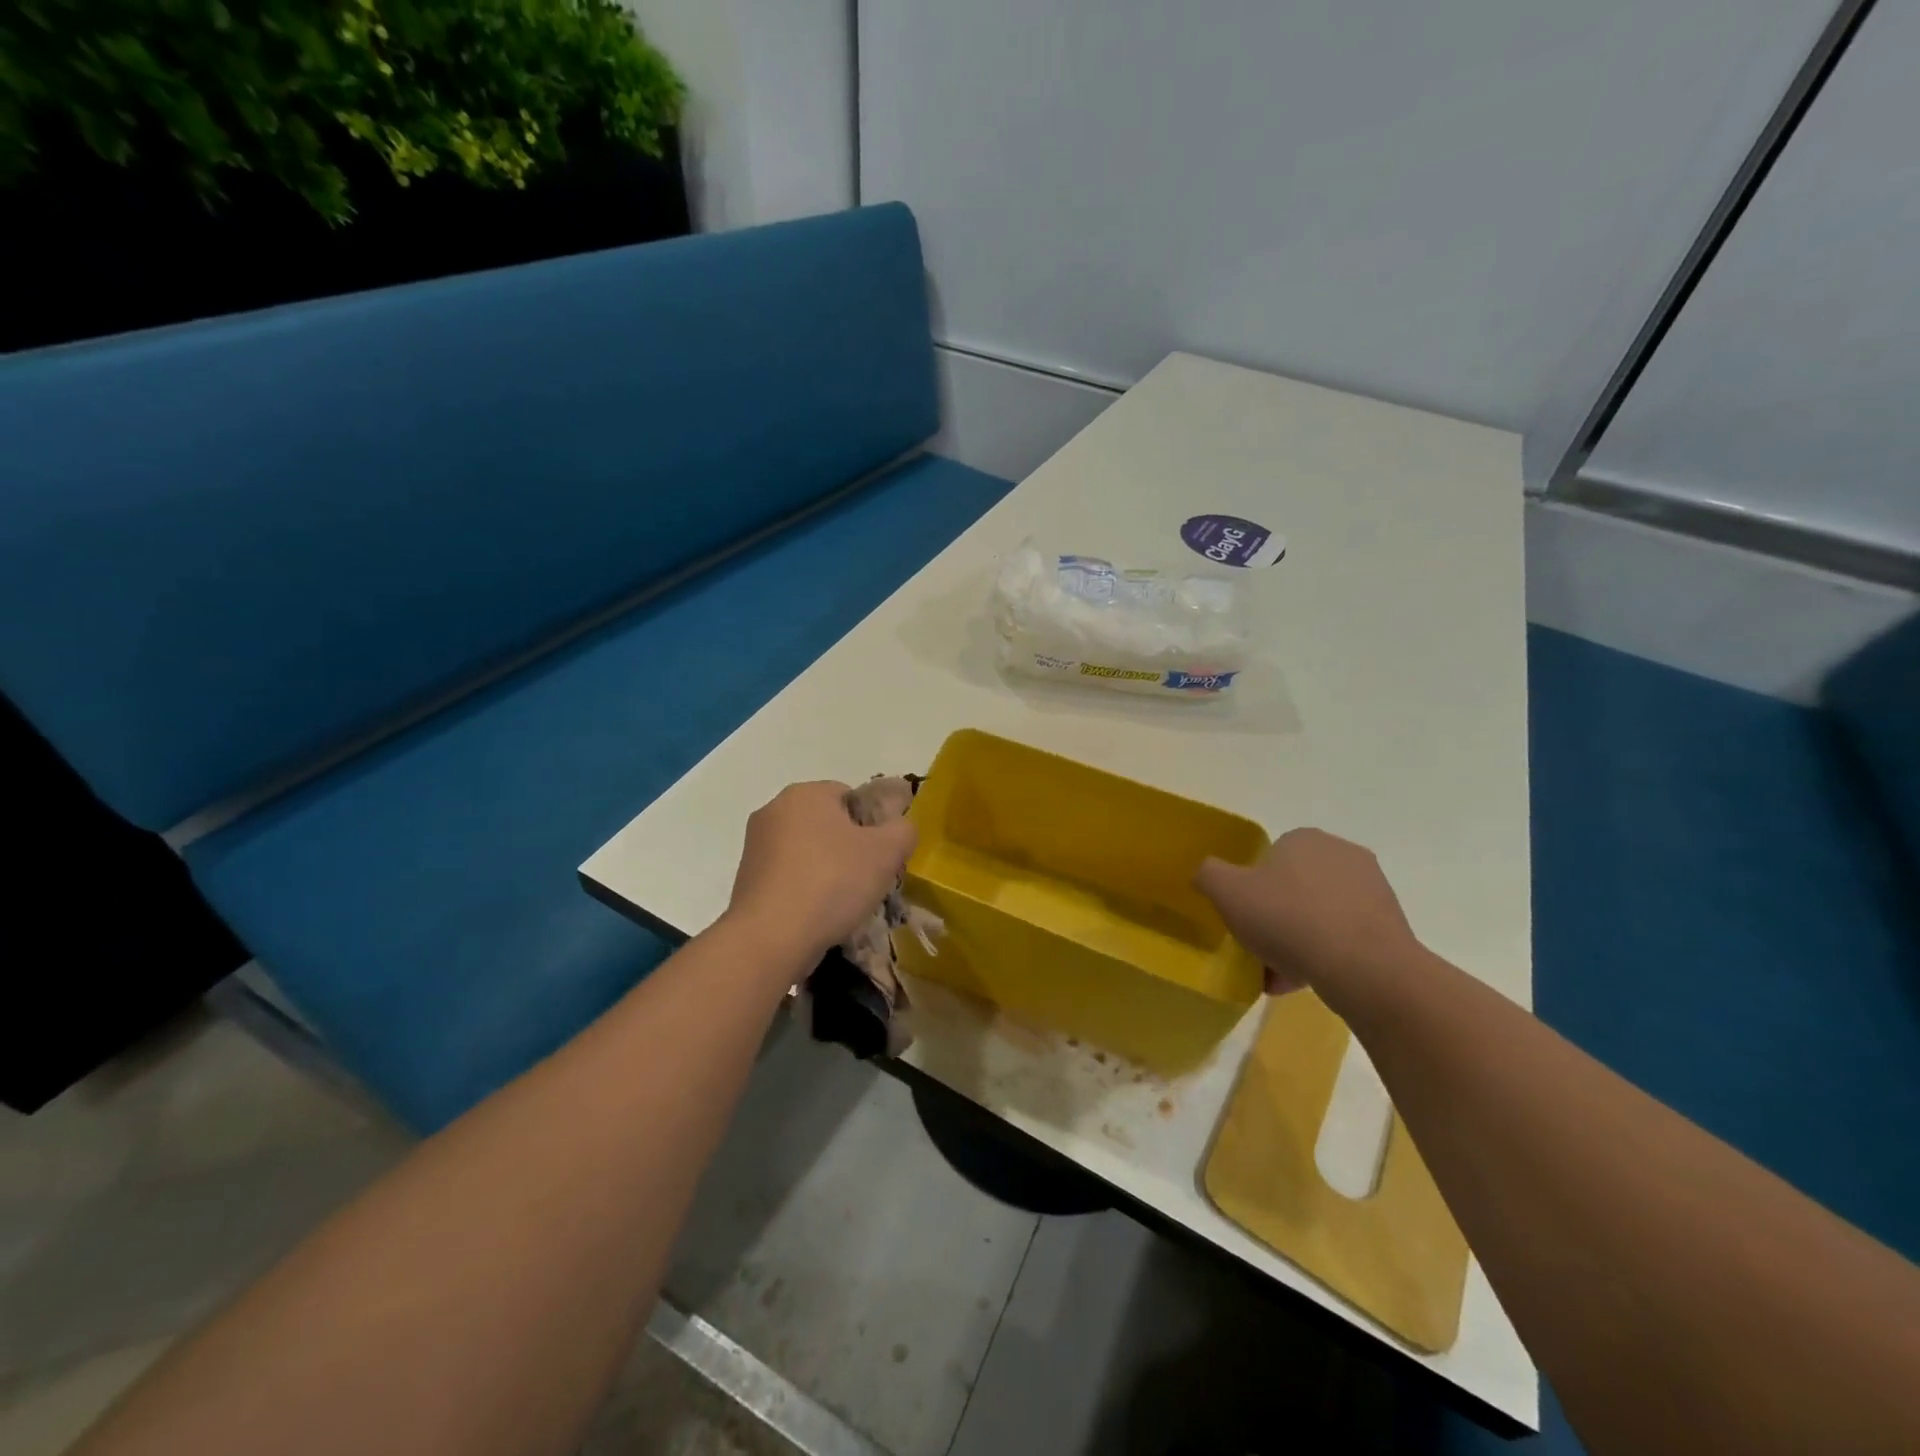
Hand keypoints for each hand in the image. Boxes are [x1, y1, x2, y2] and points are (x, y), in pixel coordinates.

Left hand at [725, 781, 917, 971]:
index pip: (851, 796)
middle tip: (867, 880)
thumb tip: (899, 827)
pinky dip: (804, 890)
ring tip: (842, 903)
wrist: (770, 938)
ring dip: (827, 871)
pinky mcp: (745, 879)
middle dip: (849, 848)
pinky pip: (788, 876)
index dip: (873, 824)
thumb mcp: (887, 852)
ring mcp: (755, 845)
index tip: (881, 856)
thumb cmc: (832, 882)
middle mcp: (774, 810)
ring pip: (807, 851)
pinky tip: (816, 915)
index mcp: (805, 793)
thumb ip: (903, 830)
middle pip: (827, 823)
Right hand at [1194, 829, 1420, 1013]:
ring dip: (1299, 942)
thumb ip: (1209, 874)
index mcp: (1304, 839)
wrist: (1365, 968)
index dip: (1251, 889)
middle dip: (1276, 918)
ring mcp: (1373, 891)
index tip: (1244, 918)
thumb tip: (1207, 873)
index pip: (1270, 858)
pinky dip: (1326, 957)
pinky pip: (1345, 939)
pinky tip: (1308, 983)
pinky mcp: (1392, 926)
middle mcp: (1343, 854)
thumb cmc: (1288, 919)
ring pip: (1319, 916)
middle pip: (1295, 889)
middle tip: (1259, 948)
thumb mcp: (1226, 892)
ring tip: (1280, 977)